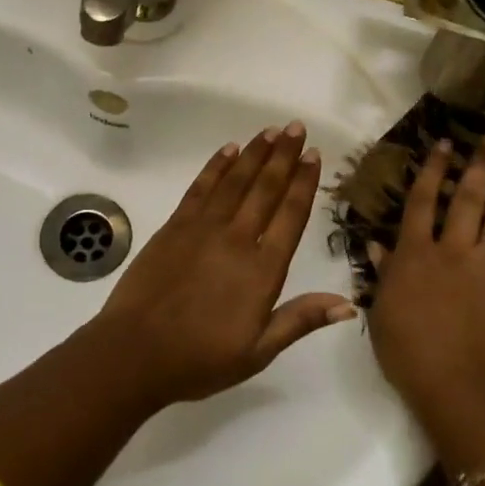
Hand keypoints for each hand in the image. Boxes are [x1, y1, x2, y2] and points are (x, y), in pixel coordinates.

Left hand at [91, 121, 356, 409]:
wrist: (136, 351)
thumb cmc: (200, 358)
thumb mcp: (258, 352)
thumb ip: (300, 320)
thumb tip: (348, 305)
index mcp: (262, 271)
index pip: (290, 216)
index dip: (304, 182)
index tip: (314, 155)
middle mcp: (237, 240)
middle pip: (265, 189)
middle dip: (283, 156)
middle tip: (296, 127)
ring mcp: (203, 228)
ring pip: (234, 181)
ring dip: (254, 154)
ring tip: (270, 131)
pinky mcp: (174, 226)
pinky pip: (200, 188)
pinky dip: (216, 166)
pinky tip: (228, 150)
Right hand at [366, 131, 484, 420]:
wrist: (461, 389)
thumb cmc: (409, 352)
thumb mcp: (382, 311)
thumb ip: (382, 272)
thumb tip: (376, 242)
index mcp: (416, 255)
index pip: (422, 201)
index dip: (433, 169)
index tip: (444, 143)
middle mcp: (454, 252)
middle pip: (468, 199)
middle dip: (479, 165)